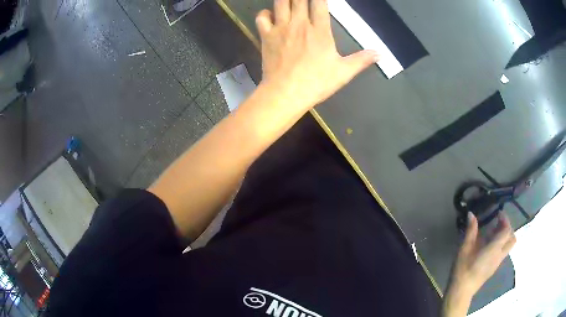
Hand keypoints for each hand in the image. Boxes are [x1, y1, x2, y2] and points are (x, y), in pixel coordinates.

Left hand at [255, 0, 378, 111]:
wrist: (285, 93)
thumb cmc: (316, 83)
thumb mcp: (343, 72)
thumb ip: (362, 60)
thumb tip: (380, 53)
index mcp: (320, 30)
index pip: (319, 2)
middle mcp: (300, 24)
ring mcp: (281, 28)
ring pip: (281, 2)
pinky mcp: (266, 36)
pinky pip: (262, 17)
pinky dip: (265, 13)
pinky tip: (271, 14)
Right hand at [443, 212, 516, 316]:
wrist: (461, 291)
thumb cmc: (463, 269)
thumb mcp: (464, 249)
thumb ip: (471, 231)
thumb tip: (471, 214)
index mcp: (494, 248)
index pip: (507, 231)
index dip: (505, 219)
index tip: (498, 213)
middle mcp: (499, 255)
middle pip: (512, 239)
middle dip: (508, 228)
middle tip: (498, 223)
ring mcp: (497, 263)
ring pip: (508, 247)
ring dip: (504, 237)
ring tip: (492, 233)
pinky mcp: (493, 268)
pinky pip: (502, 253)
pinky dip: (500, 245)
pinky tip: (488, 246)